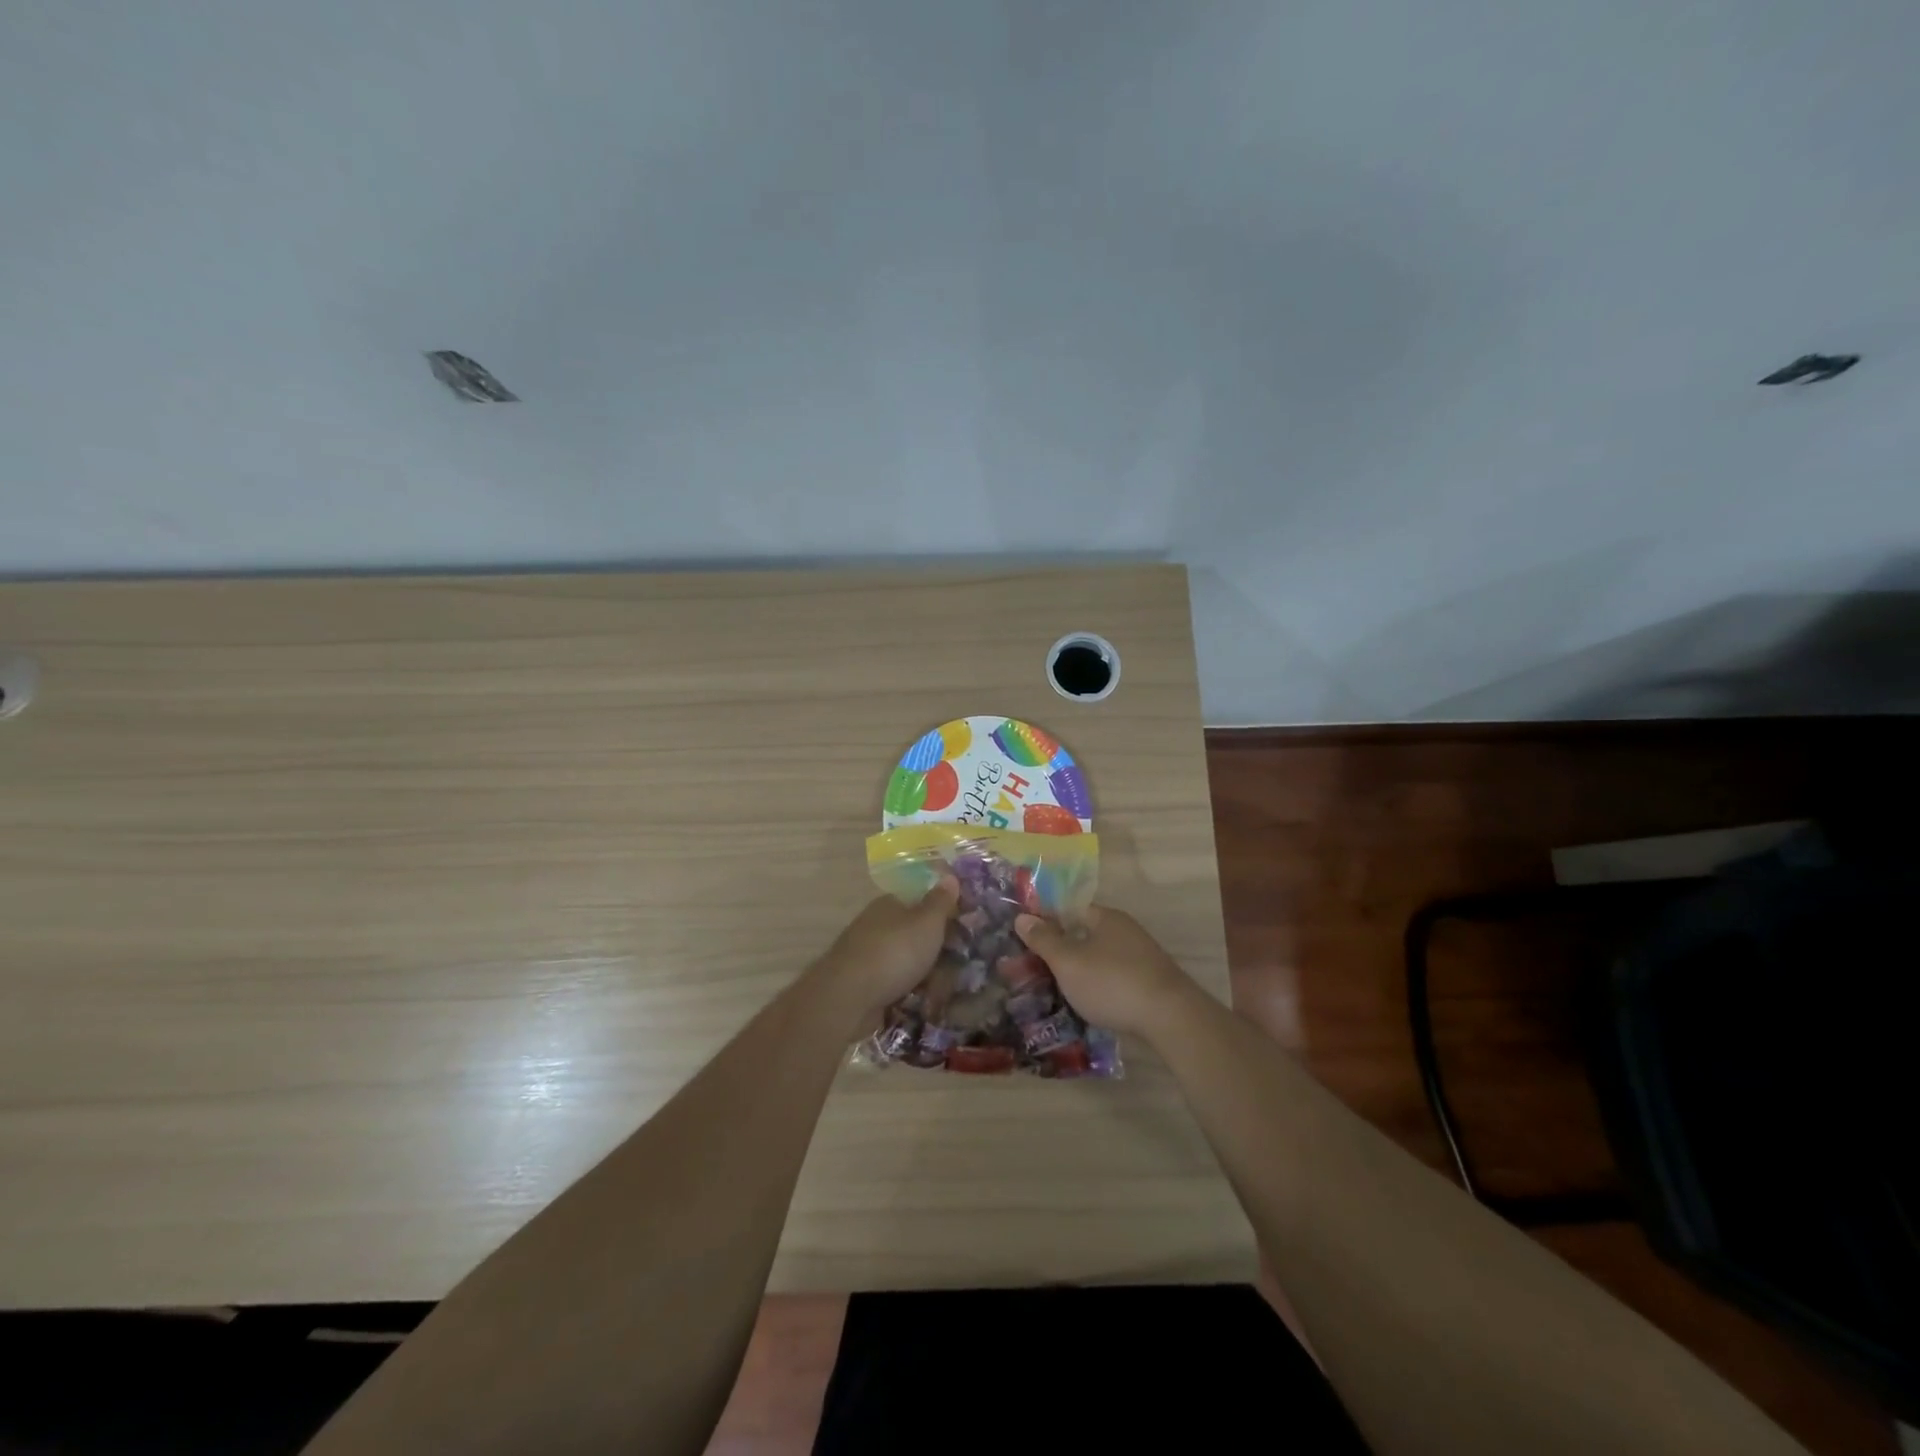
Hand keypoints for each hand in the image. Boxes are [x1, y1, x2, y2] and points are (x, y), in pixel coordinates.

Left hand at [818, 878, 959, 1016]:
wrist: (849, 997)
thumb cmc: (894, 952)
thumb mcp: (927, 922)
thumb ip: (940, 901)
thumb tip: (949, 876)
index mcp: (889, 904)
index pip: (919, 901)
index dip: (942, 914)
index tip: (963, 931)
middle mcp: (876, 925)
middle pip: (914, 933)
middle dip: (936, 950)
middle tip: (958, 967)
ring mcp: (867, 955)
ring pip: (905, 961)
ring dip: (924, 975)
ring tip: (944, 992)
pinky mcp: (863, 984)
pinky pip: (895, 984)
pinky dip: (909, 993)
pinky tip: (923, 1004)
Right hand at [1013, 905, 1196, 1038]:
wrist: (1170, 1018)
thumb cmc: (1112, 983)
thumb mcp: (1068, 962)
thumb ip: (1044, 940)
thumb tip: (1022, 916)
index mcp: (1107, 918)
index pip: (1072, 910)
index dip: (1049, 922)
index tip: (1028, 941)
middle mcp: (1127, 931)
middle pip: (1087, 935)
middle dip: (1064, 950)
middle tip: (1037, 969)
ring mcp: (1143, 958)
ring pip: (1102, 959)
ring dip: (1082, 972)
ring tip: (1058, 990)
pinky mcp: (1151, 984)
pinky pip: (1116, 979)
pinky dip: (1101, 988)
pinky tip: (1089, 1005)